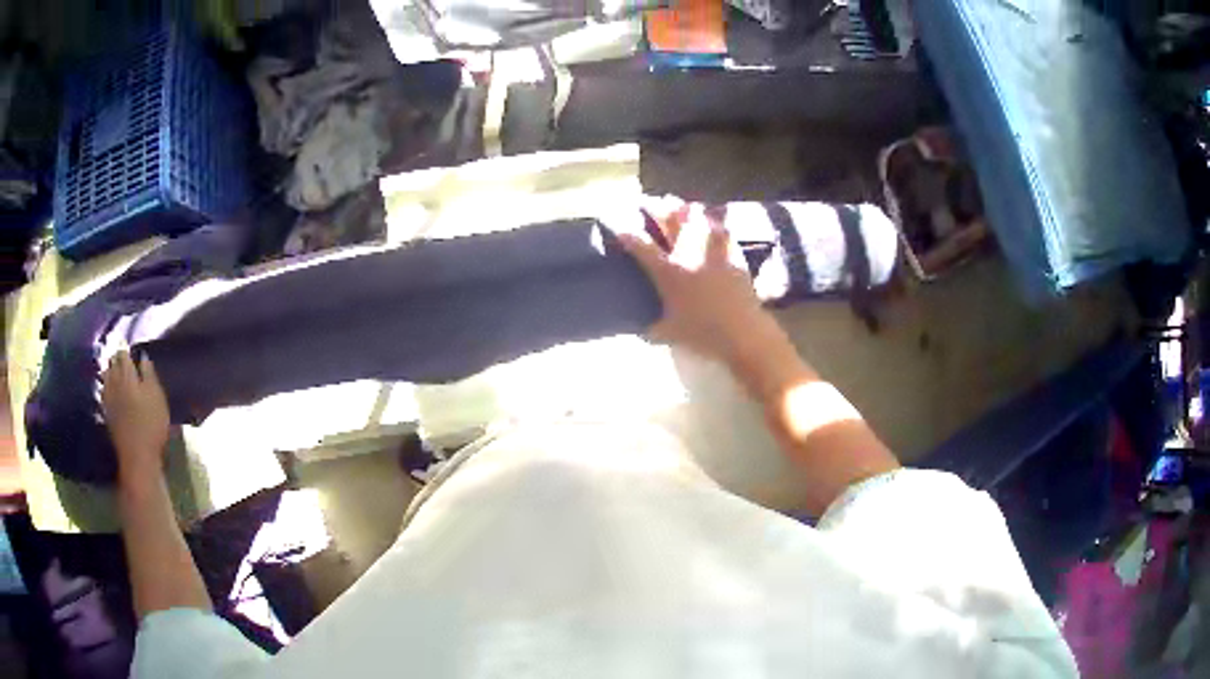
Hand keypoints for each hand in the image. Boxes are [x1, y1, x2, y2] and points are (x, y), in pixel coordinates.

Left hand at [102, 351, 169, 484]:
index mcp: (127, 375)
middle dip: (115, 356)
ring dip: (109, 368)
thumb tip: (143, 357)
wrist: (137, 455)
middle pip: (112, 363)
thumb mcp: (157, 397)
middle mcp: (114, 381)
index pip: (123, 353)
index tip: (128, 343)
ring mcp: (108, 397)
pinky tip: (108, 386)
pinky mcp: (106, 412)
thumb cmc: (151, 424)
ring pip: (105, 375)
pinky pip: (103, 390)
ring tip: (112, 366)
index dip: (125, 347)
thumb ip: (149, 374)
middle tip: (120, 352)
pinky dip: (106, 384)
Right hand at [616, 201, 773, 365]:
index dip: (626, 233)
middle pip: (670, 218)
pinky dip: (714, 223)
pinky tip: (712, 223)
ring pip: (698, 217)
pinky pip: (722, 229)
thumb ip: (651, 329)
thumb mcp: (668, 335)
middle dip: (656, 208)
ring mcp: (712, 250)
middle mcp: (688, 253)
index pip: (640, 245)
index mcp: (668, 271)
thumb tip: (641, 330)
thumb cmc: (702, 334)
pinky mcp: (734, 254)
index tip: (619, 228)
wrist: (742, 332)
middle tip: (649, 204)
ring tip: (682, 207)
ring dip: (687, 209)